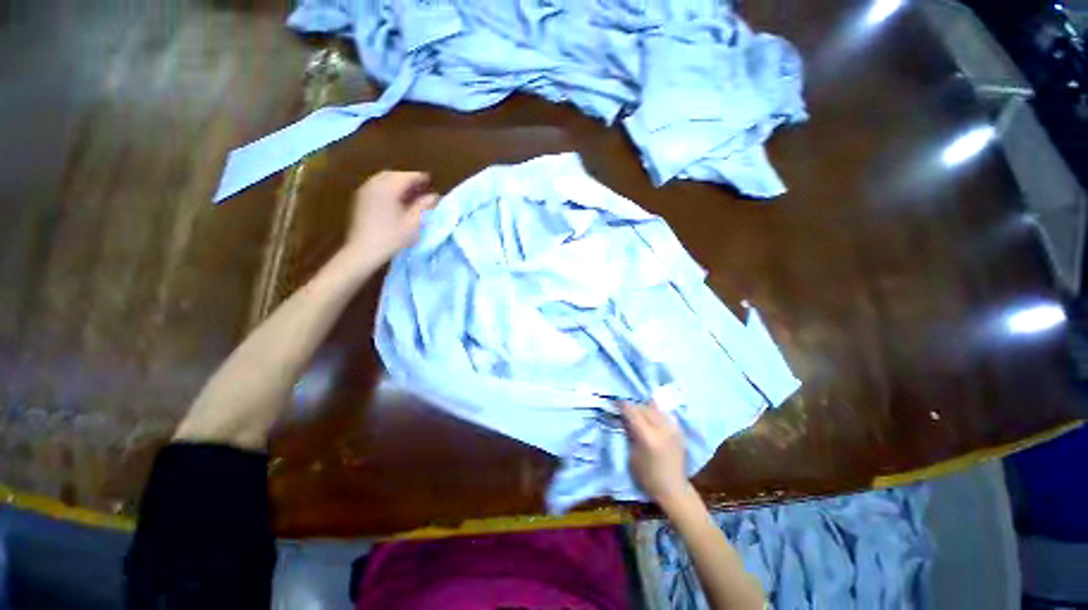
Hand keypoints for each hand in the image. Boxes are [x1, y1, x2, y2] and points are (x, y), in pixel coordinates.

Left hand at [342, 170, 438, 267]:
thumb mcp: (413, 223)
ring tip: (410, 194)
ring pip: (383, 179)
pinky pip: (376, 185)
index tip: (430, 180)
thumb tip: (434, 196)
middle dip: (408, 179)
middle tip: (421, 187)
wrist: (364, 250)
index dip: (420, 177)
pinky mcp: (360, 199)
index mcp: (387, 189)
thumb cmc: (392, 237)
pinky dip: (388, 187)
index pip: (406, 176)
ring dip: (397, 183)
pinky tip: (396, 199)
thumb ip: (423, 206)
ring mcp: (365, 191)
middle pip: (394, 175)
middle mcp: (374, 185)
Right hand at [621, 401, 689, 503]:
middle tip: (626, 412)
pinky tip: (652, 420)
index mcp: (647, 436)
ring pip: (655, 408)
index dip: (622, 405)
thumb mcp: (632, 455)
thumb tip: (623, 419)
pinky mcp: (679, 431)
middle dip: (633, 407)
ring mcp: (672, 429)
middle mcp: (661, 428)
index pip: (632, 412)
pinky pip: (664, 415)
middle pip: (643, 408)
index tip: (615, 403)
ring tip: (639, 416)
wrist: (673, 489)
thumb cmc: (647, 476)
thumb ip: (629, 434)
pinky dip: (656, 414)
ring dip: (644, 409)